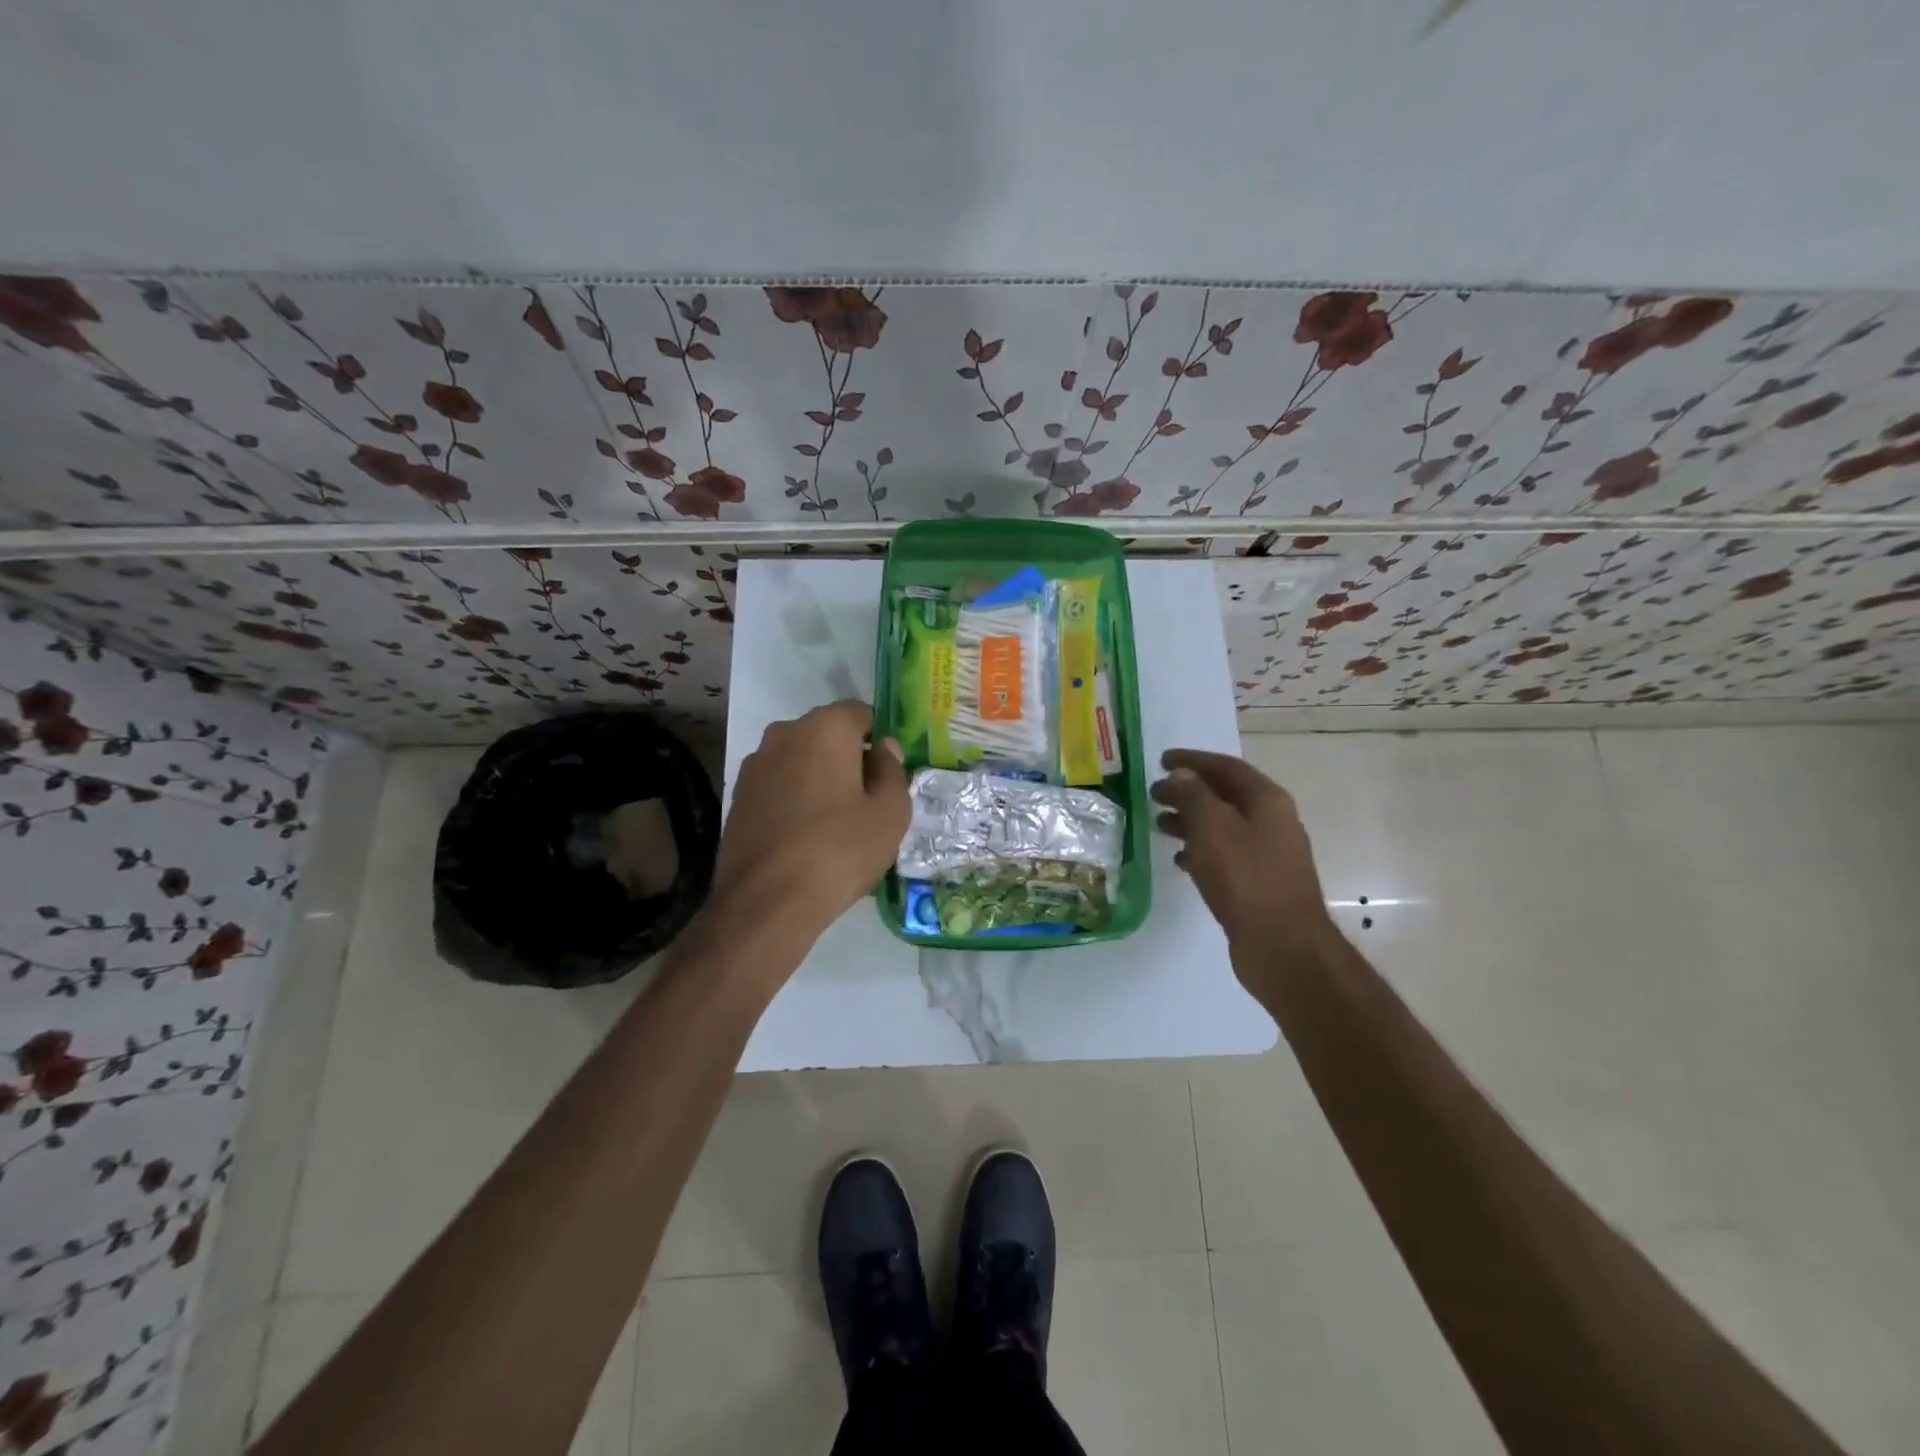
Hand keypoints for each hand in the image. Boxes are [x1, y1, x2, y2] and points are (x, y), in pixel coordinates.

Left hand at [711, 701, 909, 942]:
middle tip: (866, 800)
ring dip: (819, 778)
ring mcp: (755, 765)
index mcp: (824, 728)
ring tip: (834, 822)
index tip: (887, 774)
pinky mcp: (738, 796)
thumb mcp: (890, 813)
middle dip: (848, 757)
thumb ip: (893, 771)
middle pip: (827, 734)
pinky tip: (804, 836)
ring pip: (800, 759)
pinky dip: (794, 798)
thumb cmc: (839, 850)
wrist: (767, 903)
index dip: (879, 739)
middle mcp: (784, 734)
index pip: (860, 712)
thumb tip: (883, 750)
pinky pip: (778, 784)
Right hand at [1151, 749, 1336, 972]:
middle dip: (1188, 791)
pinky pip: (1226, 855)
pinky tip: (1179, 861)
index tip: (1162, 760)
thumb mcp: (1212, 826)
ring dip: (1191, 821)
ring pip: (1223, 826)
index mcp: (1267, 800)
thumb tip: (1180, 775)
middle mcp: (1272, 821)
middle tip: (1154, 794)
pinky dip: (1201, 851)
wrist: (1283, 945)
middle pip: (1225, 795)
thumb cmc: (1245, 877)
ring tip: (1160, 825)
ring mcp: (1268, 854)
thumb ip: (1193, 794)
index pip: (1226, 766)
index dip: (1192, 760)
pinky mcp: (1260, 883)